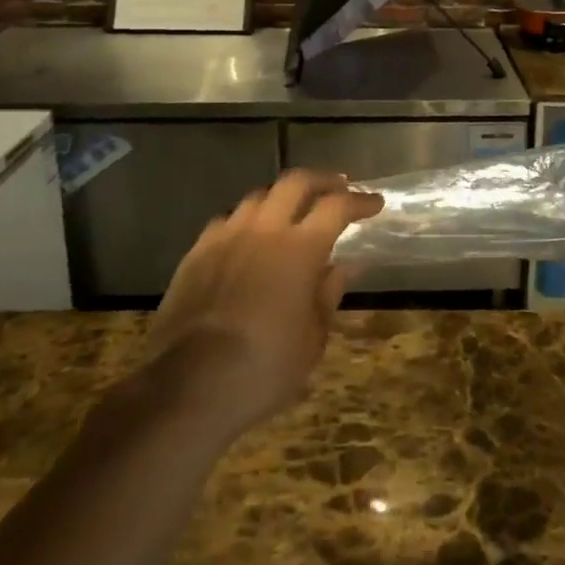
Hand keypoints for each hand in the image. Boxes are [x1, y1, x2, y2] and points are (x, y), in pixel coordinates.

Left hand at [142, 170, 381, 439]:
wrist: (189, 385)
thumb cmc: (265, 367)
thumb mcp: (313, 339)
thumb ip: (329, 294)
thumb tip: (345, 266)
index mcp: (300, 248)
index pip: (337, 207)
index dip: (360, 201)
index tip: (375, 203)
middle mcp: (263, 230)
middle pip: (295, 182)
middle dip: (322, 180)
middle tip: (338, 187)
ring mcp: (226, 237)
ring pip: (258, 197)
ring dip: (282, 197)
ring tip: (293, 209)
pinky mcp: (196, 253)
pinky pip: (226, 220)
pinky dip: (246, 220)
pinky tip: (248, 236)